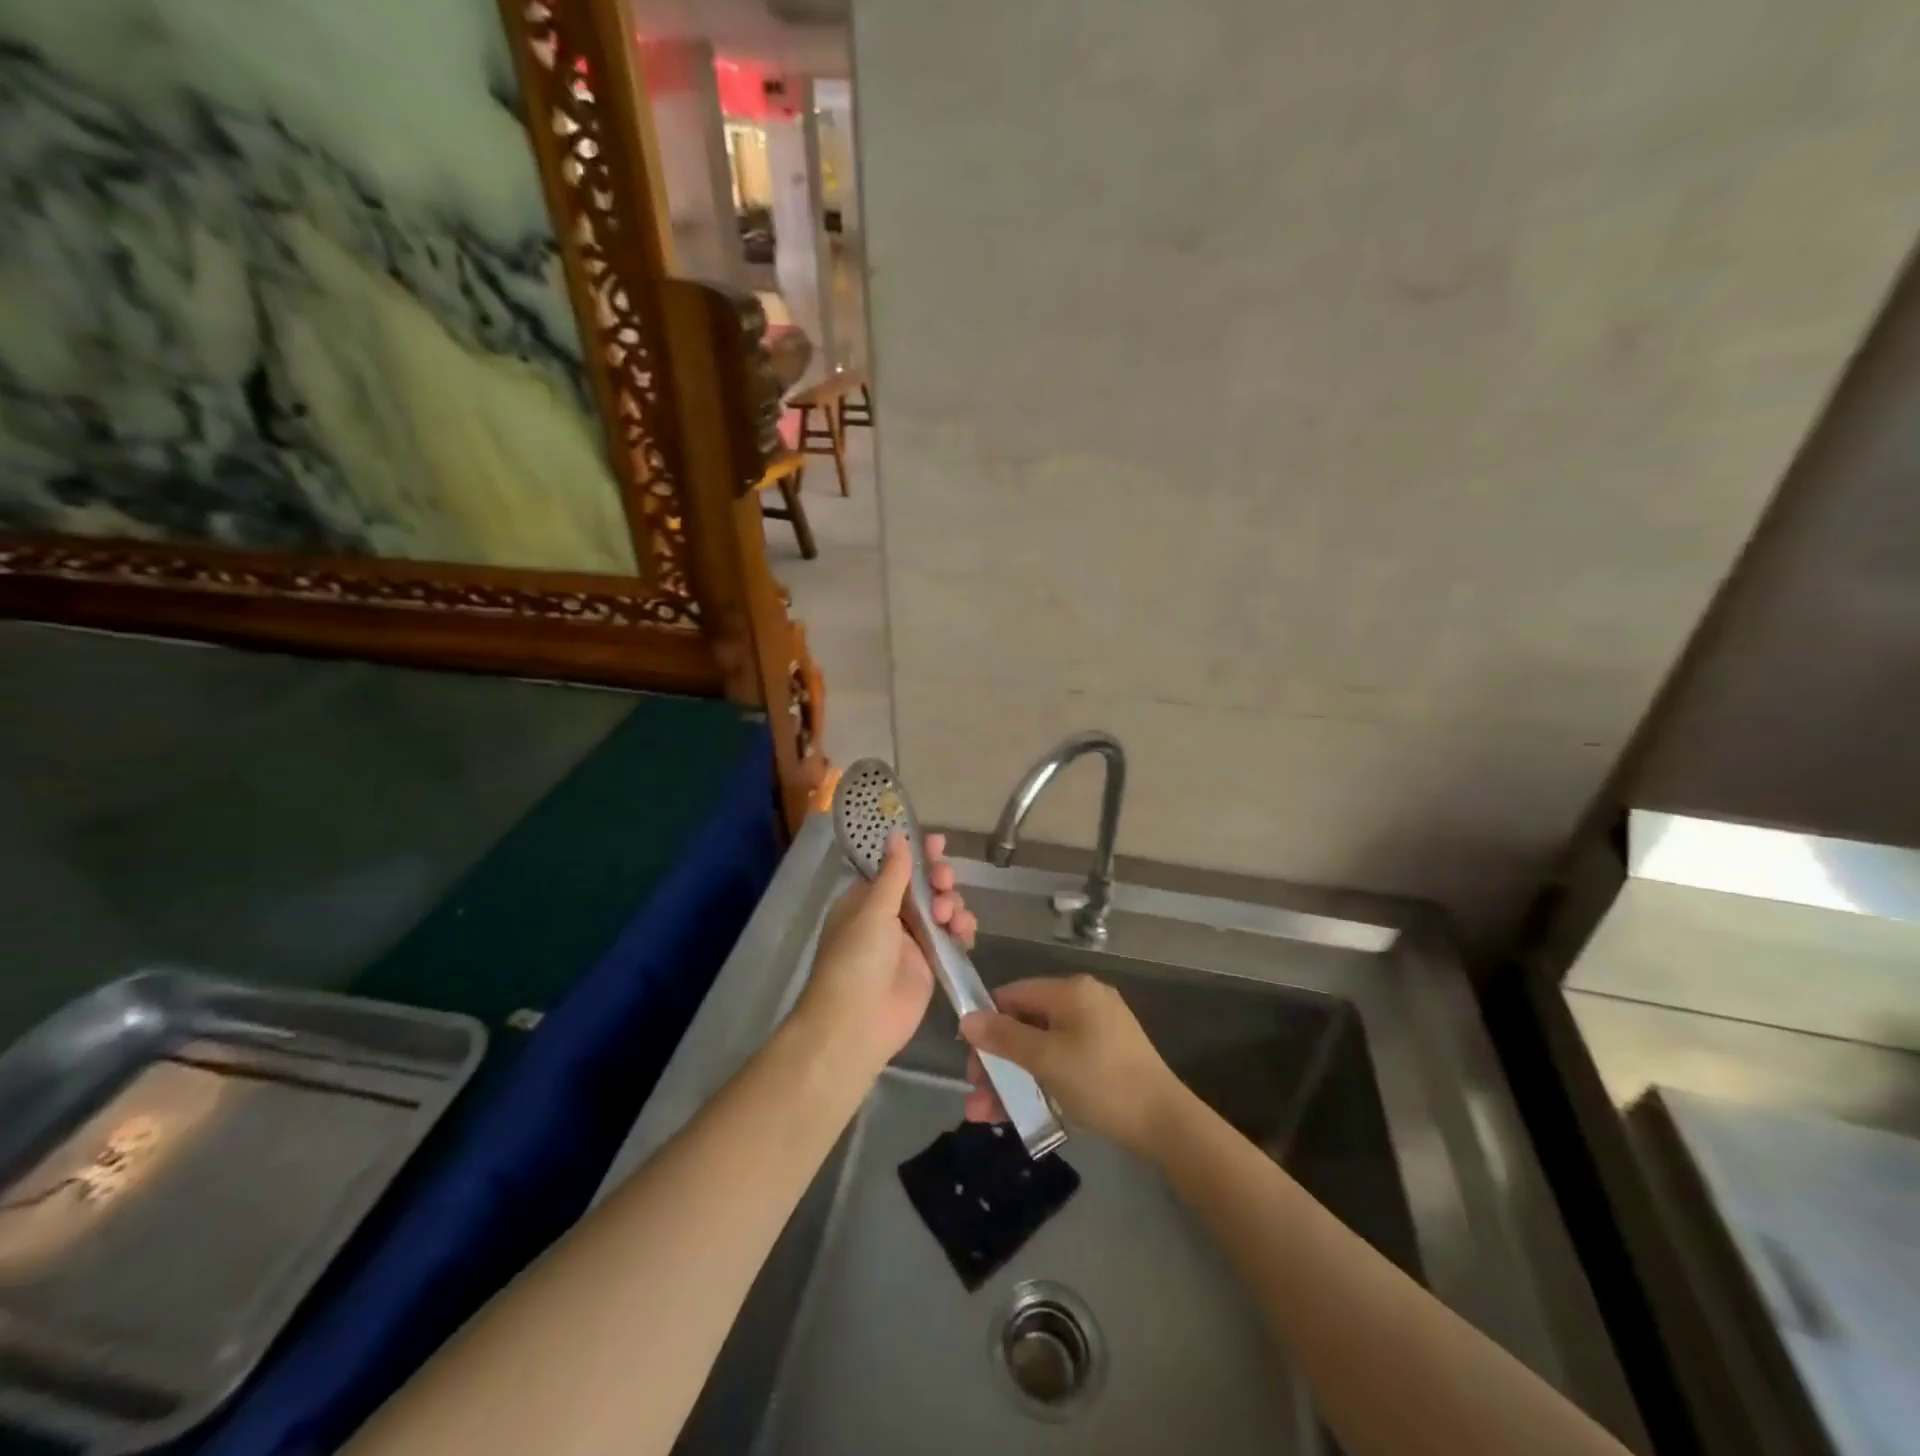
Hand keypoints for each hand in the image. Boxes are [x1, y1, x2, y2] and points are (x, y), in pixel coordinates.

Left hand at [793, 833, 976, 1069]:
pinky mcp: (930, 964)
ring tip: (951, 916)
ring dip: (952, 905)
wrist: (857, 1024)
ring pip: (941, 910)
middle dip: (938, 881)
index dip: (918, 854)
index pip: (897, 868)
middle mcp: (889, 917)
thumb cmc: (856, 960)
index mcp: (866, 900)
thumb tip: (896, 835)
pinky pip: (951, 938)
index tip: (938, 843)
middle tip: (944, 883)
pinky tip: (965, 932)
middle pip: (923, 887)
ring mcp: (910, 942)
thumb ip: (893, 874)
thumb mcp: (873, 911)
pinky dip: (961, 931)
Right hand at [959, 975, 1185, 1157]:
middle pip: (1026, 1023)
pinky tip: (1020, 1111)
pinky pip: (1061, 1061)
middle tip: (977, 1093)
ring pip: (1041, 1048)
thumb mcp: (1046, 1059)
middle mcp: (1084, 1001)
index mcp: (1071, 990)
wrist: (1165, 1123)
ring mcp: (1097, 1029)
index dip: (986, 1022)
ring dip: (1012, 1078)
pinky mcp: (1106, 1056)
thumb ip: (1004, 1037)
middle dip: (997, 1060)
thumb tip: (966, 1019)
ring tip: (987, 1115)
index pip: (1014, 994)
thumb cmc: (1100, 1081)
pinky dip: (1040, 1081)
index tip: (968, 1056)